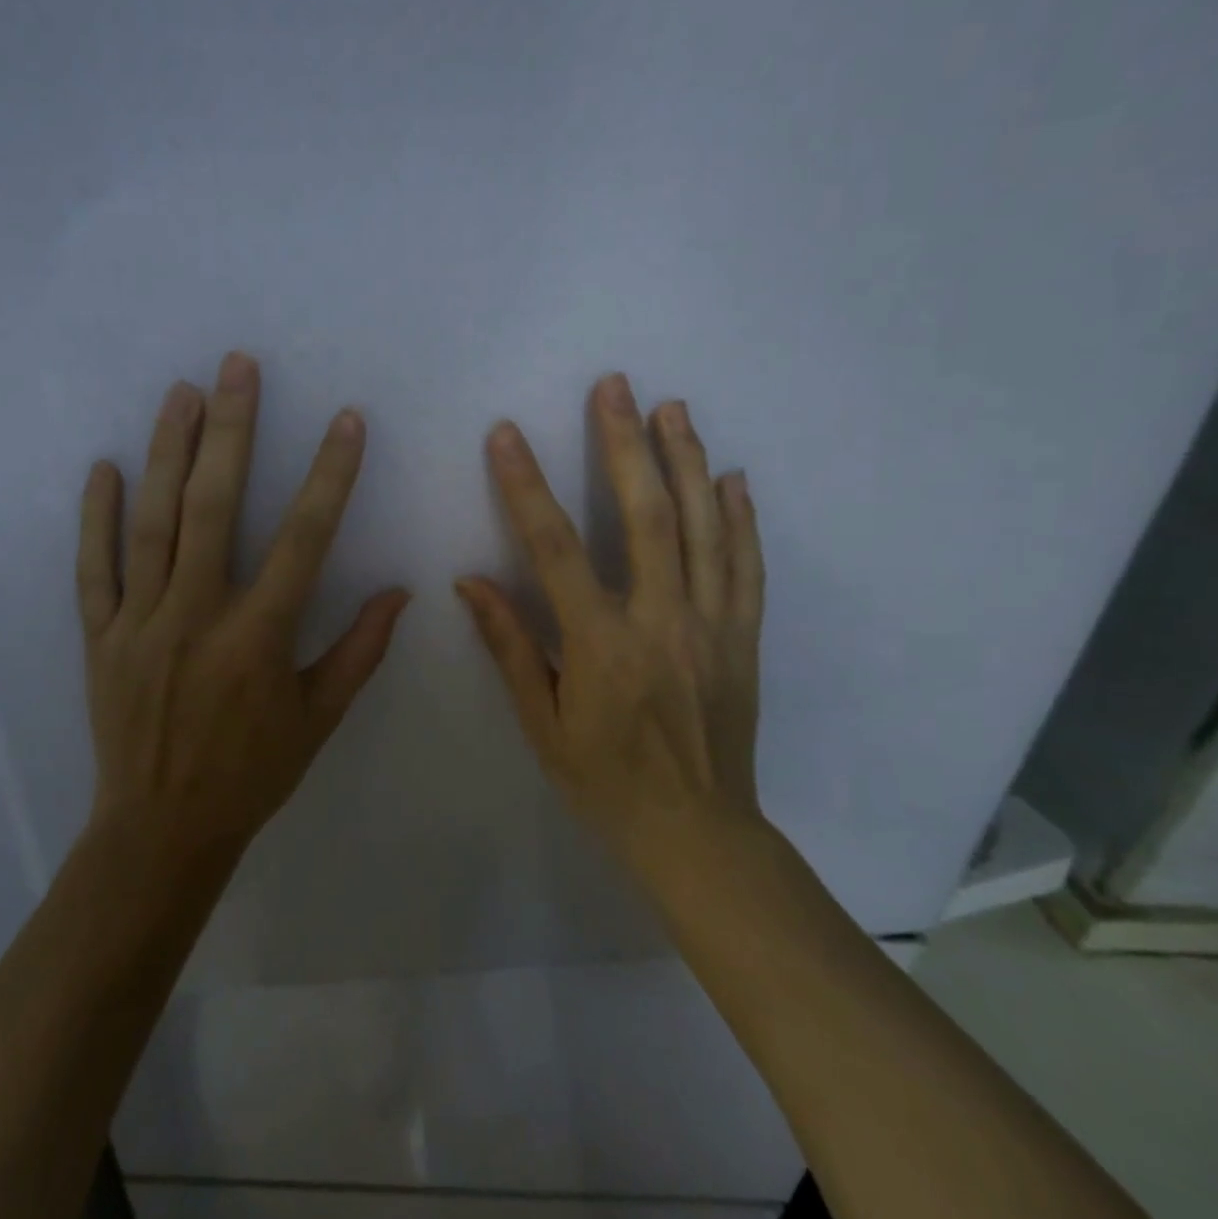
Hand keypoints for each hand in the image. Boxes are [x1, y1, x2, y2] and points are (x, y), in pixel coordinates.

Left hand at [78, 351, 409, 859]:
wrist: (160, 829)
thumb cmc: (250, 773)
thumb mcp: (318, 719)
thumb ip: (359, 651)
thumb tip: (400, 593)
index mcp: (258, 636)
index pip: (304, 539)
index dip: (330, 476)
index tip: (346, 421)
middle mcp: (197, 615)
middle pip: (215, 507)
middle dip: (231, 430)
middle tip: (238, 367)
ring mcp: (140, 622)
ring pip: (153, 522)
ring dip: (168, 452)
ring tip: (181, 393)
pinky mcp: (99, 636)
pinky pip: (94, 568)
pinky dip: (97, 517)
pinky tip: (104, 467)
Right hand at [456, 373, 766, 895]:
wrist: (696, 832)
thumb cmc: (604, 782)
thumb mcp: (541, 723)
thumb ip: (509, 646)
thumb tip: (470, 581)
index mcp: (601, 645)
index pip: (555, 549)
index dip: (526, 487)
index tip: (506, 435)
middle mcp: (661, 622)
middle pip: (645, 516)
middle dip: (625, 444)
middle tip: (615, 386)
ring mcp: (712, 626)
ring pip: (704, 528)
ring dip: (687, 461)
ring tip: (672, 408)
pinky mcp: (744, 637)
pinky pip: (747, 566)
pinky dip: (741, 518)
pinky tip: (733, 477)